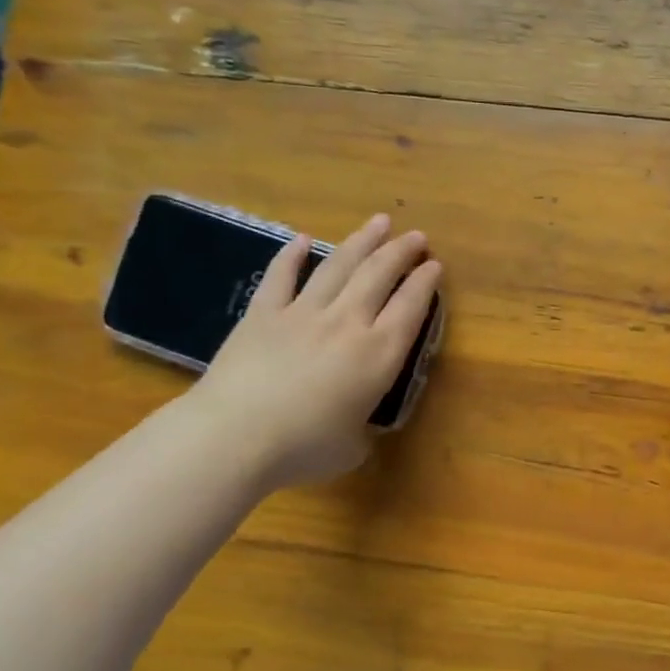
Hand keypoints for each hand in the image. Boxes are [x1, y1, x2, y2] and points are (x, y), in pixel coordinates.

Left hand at [190, 213, 442, 487]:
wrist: (235, 436)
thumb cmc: (303, 447)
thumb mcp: (352, 447)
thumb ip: (362, 430)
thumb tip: (357, 427)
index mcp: (379, 355)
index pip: (411, 308)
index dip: (425, 283)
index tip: (434, 265)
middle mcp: (348, 323)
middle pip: (379, 275)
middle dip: (401, 252)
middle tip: (415, 236)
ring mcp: (303, 313)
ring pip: (339, 266)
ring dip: (362, 242)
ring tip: (379, 223)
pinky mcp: (263, 313)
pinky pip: (281, 276)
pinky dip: (292, 255)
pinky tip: (303, 239)